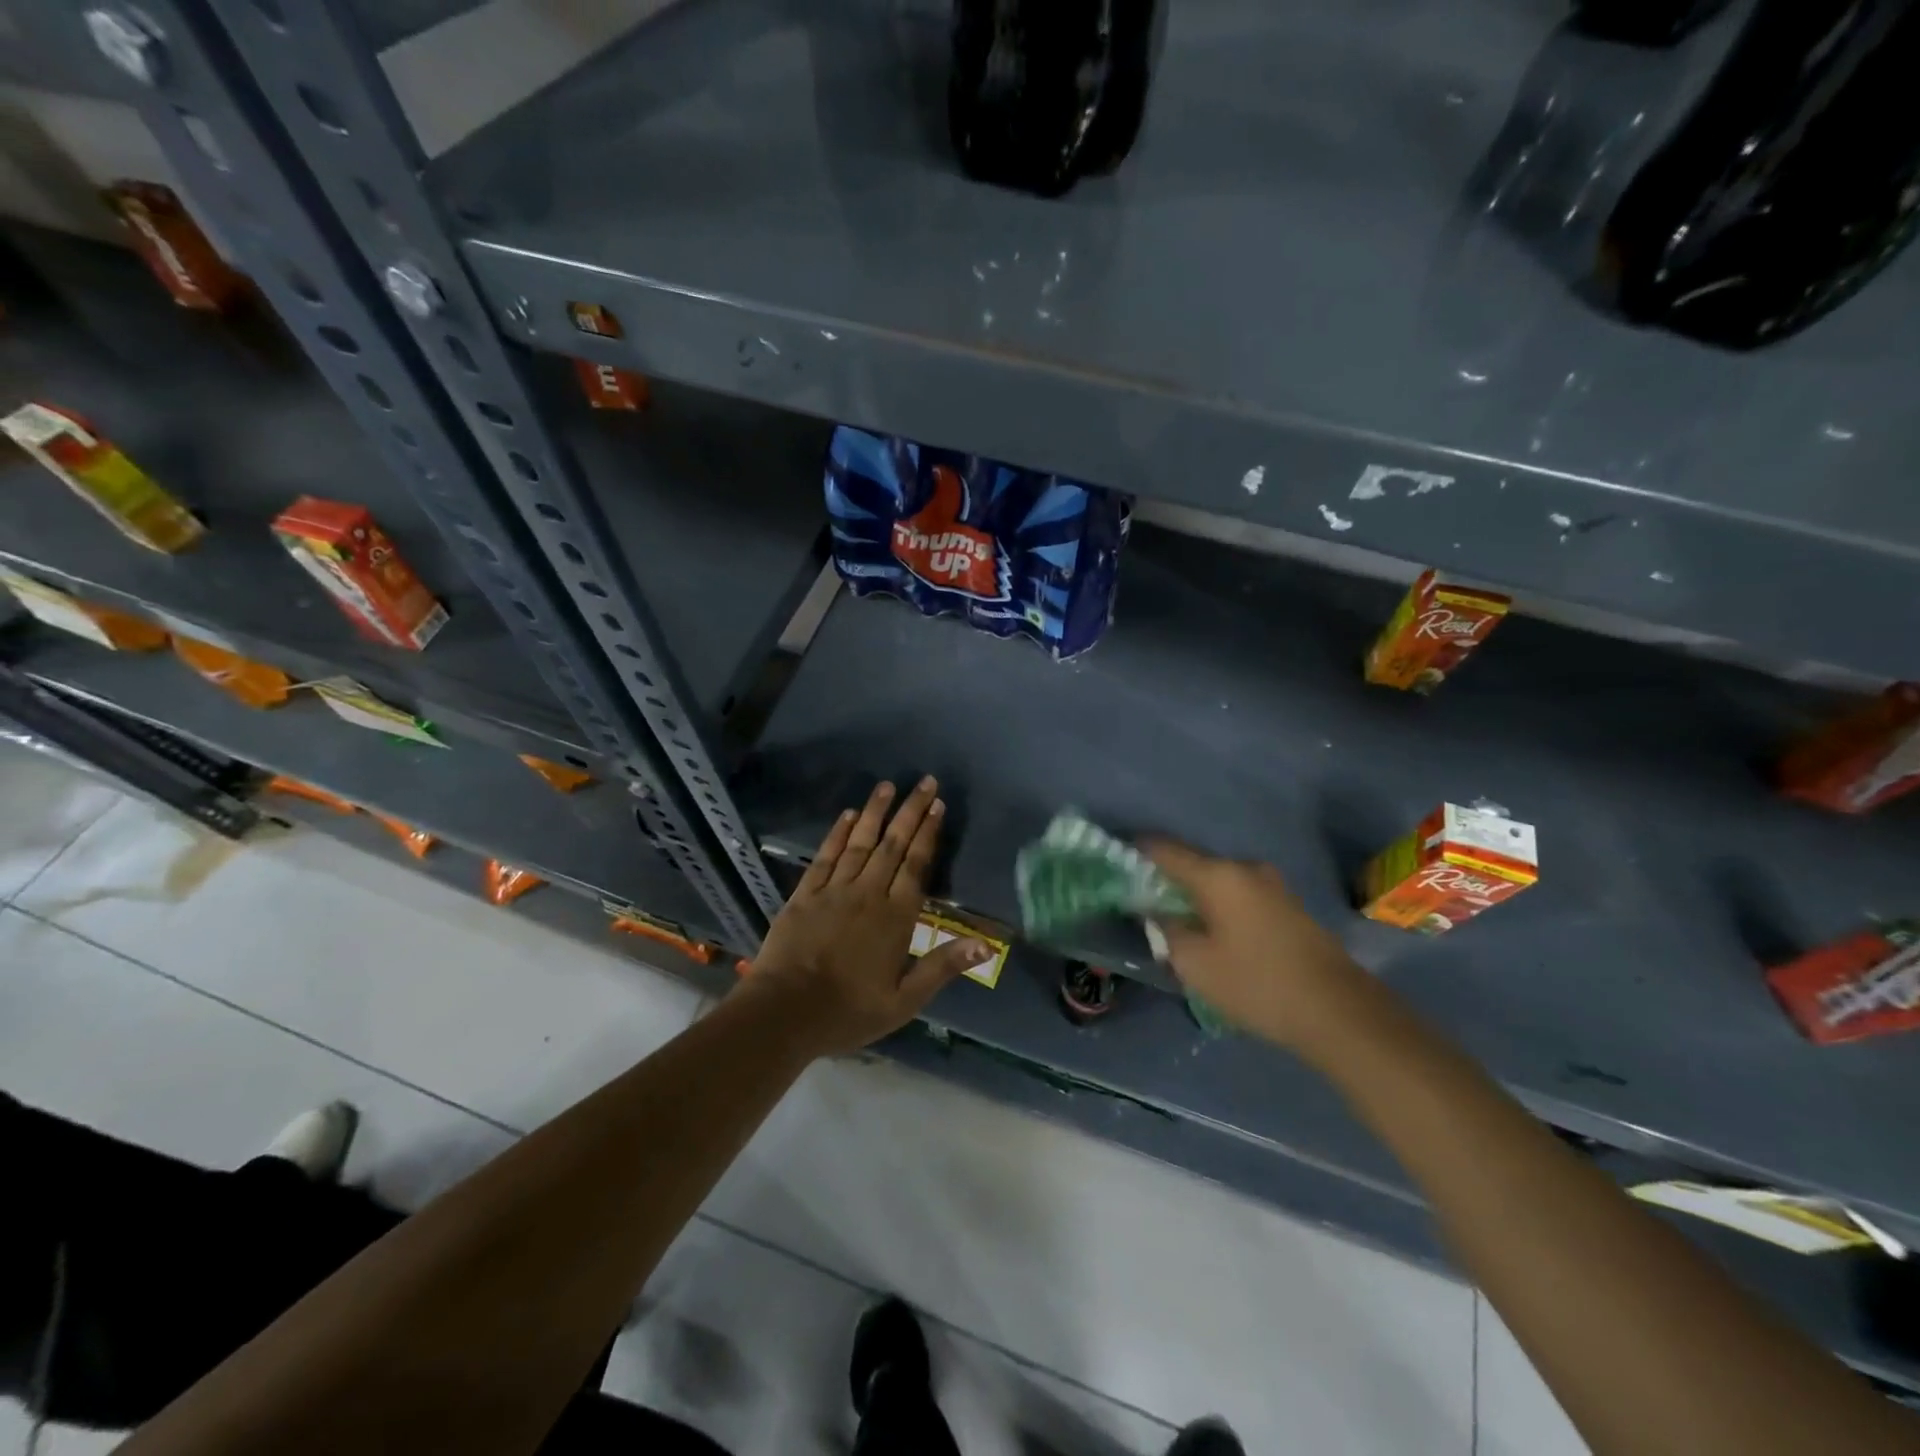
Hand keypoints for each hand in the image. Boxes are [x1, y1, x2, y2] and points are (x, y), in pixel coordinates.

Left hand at [746, 777, 991, 1055]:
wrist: (785, 1013)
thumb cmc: (849, 1011)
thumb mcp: (905, 1000)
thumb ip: (943, 966)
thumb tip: (985, 944)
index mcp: (896, 918)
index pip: (916, 865)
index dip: (928, 834)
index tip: (938, 806)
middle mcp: (868, 894)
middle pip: (893, 845)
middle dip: (910, 811)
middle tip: (925, 782)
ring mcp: (834, 891)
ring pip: (860, 843)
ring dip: (876, 812)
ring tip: (888, 785)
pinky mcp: (805, 894)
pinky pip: (825, 856)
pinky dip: (838, 834)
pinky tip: (848, 816)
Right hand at [1140, 840, 1373, 1055]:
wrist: (1338, 1012)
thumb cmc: (1256, 984)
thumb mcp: (1196, 964)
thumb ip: (1167, 930)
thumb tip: (1159, 912)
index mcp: (1218, 875)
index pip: (1165, 850)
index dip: (1138, 851)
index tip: (1117, 859)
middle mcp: (1245, 869)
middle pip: (1194, 864)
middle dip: (1167, 879)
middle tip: (1143, 899)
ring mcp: (1273, 886)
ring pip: (1219, 882)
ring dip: (1196, 895)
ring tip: (1177, 919)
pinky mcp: (1289, 906)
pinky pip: (1240, 896)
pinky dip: (1220, 906)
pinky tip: (1213, 931)